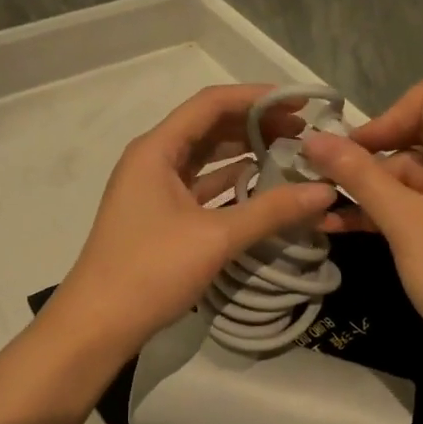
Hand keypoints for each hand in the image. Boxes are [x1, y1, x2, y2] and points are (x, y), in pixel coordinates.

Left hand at [42, 85, 338, 370]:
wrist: (97, 326)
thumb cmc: (150, 271)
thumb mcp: (215, 238)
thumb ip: (271, 211)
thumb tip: (325, 190)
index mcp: (156, 150)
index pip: (211, 104)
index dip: (257, 97)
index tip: (299, 104)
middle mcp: (153, 159)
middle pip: (209, 127)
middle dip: (256, 125)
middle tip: (303, 133)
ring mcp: (154, 188)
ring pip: (206, 157)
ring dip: (245, 152)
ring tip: (290, 155)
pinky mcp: (160, 215)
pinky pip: (201, 186)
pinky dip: (231, 182)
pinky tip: (262, 187)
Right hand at [303, 80, 422, 374]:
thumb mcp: (403, 220)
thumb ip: (358, 175)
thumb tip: (312, 139)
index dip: (385, 118)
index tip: (352, 152)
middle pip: (414, 136)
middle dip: (368, 156)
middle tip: (325, 177)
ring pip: (407, 173)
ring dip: (366, 188)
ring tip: (320, 205)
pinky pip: (412, 202)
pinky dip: (380, 210)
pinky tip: (337, 225)